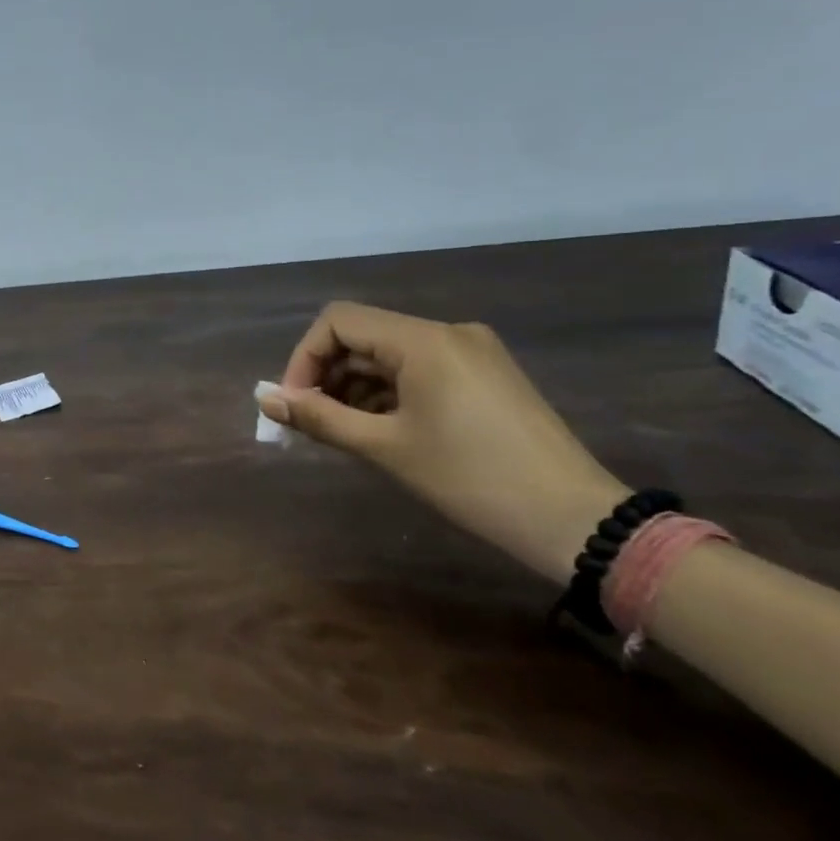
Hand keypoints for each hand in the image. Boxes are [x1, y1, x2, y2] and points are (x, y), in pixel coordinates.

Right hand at [259, 302, 627, 582]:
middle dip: (327, 374)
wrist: (573, 519)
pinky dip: (387, 391)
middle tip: (310, 421)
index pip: (338, 322)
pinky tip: (380, 428)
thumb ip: (320, 417)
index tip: (294, 403)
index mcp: (424, 340)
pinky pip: (418, 368)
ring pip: (389, 353)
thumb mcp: (385, 447)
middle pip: (363, 335)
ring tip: (343, 430)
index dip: (304, 357)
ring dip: (355, 385)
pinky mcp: (485, 375)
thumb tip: (266, 399)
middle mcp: (448, 333)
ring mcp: (471, 353)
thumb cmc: (470, 478)